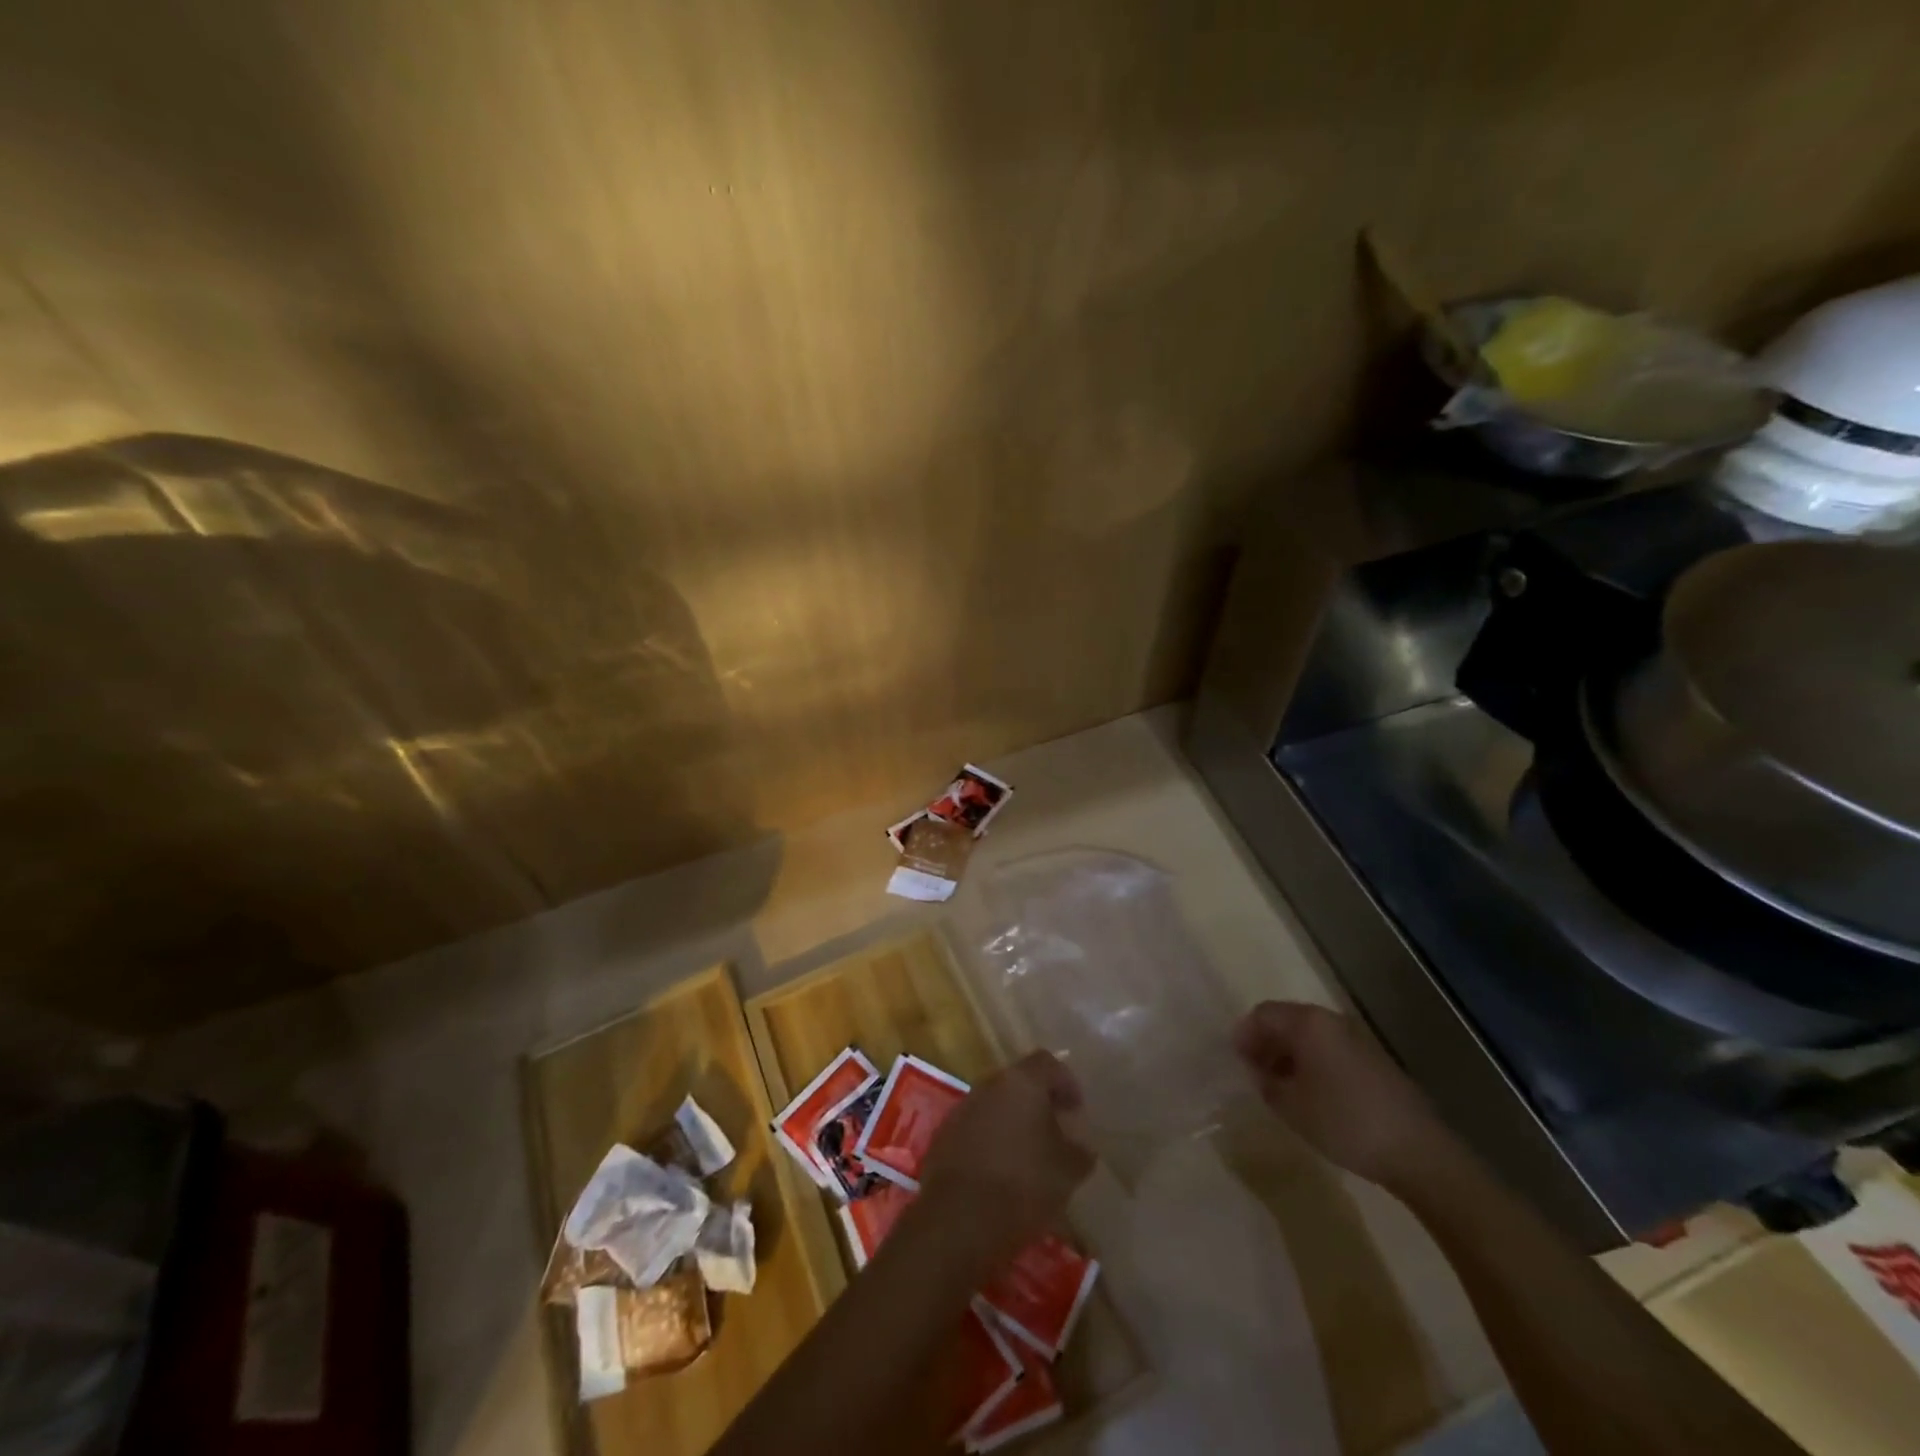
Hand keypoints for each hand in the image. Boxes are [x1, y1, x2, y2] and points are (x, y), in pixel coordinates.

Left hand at [917, 1051, 1094, 1267]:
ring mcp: (963, 1108)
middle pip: (1019, 1081)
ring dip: (1014, 1121)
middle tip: (1056, 1132)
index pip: (1048, 1063)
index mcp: (1022, 1082)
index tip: (1076, 1111)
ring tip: (1030, 1155)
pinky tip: (1001, 1171)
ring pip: (996, 1104)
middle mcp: (989, 1084)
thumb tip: (1081, 1144)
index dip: (1066, 1083)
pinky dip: (992, 1140)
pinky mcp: (945, 1134)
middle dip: (1039, 1103)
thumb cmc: (1023, 1185)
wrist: (959, 1219)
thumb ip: (1079, 1150)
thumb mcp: (1067, 1172)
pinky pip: (976, 1127)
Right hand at [1233, 1001, 1453, 1189]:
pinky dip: (1313, 1062)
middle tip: (1254, 1072)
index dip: (1244, 1035)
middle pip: (1287, 1020)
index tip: (1235, 1061)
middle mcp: (1331, 1020)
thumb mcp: (1290, 1106)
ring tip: (1280, 1086)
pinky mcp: (1374, 1060)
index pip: (1263, 1014)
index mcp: (1308, 1023)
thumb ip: (1265, 1081)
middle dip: (1266, 1042)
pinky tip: (1312, 1094)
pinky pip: (1330, 1049)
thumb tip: (1257, 1069)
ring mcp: (1356, 1038)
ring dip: (1289, 1053)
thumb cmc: (1344, 1122)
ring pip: (1310, 1035)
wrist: (1418, 1152)